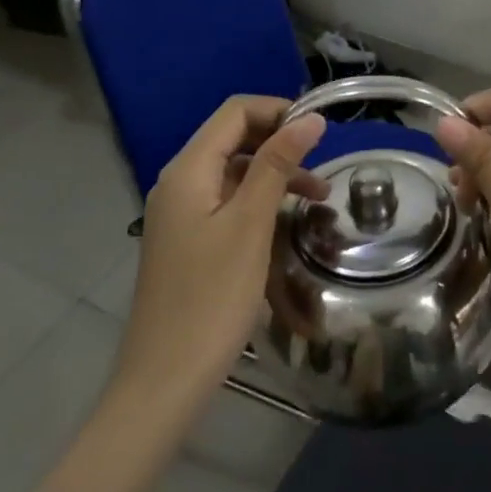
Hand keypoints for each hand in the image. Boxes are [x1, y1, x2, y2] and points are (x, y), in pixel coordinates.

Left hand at [115, 96, 327, 405]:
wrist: (165, 380)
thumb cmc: (212, 298)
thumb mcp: (251, 225)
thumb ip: (277, 165)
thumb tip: (310, 118)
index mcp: (188, 171)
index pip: (235, 112)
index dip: (279, 111)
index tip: (322, 131)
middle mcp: (179, 183)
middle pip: (234, 139)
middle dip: (280, 142)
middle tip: (325, 162)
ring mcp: (182, 214)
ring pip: (235, 173)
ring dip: (276, 174)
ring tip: (320, 197)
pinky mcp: (189, 241)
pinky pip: (229, 203)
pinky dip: (261, 202)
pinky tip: (288, 222)